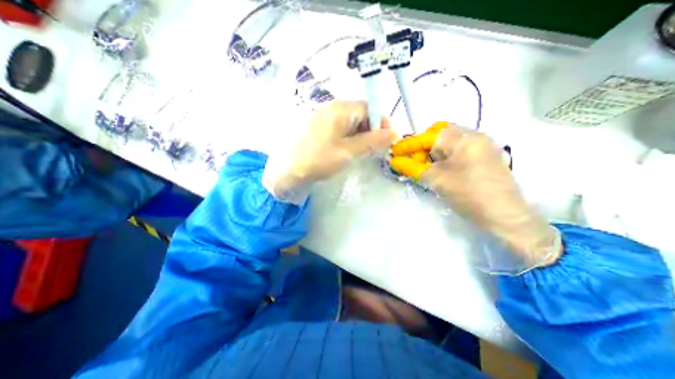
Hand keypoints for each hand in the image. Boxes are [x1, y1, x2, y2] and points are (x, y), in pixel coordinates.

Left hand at [264, 99, 395, 201]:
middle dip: (371, 132)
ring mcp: (325, 118)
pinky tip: (348, 152)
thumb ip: (373, 141)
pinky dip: (350, 140)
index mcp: (341, 109)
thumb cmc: (318, 159)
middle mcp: (333, 108)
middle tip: (374, 151)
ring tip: (361, 153)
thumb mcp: (349, 152)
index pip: (370, 109)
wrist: (287, 171)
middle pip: (361, 115)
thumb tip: (394, 133)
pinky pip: (341, 130)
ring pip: (352, 124)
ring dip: (361, 137)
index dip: (381, 124)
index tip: (387, 141)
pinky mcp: (320, 129)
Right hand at [391, 123, 559, 267]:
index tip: (395, 153)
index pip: (428, 136)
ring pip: (449, 142)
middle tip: (414, 162)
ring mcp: (482, 145)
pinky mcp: (485, 155)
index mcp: (463, 138)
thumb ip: (413, 168)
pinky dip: (445, 156)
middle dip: (423, 147)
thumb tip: (395, 161)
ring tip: (427, 168)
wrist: (505, 217)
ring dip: (433, 152)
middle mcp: (474, 135)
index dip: (409, 144)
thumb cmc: (469, 195)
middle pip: (439, 134)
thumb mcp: (436, 181)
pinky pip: (458, 149)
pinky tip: (441, 170)